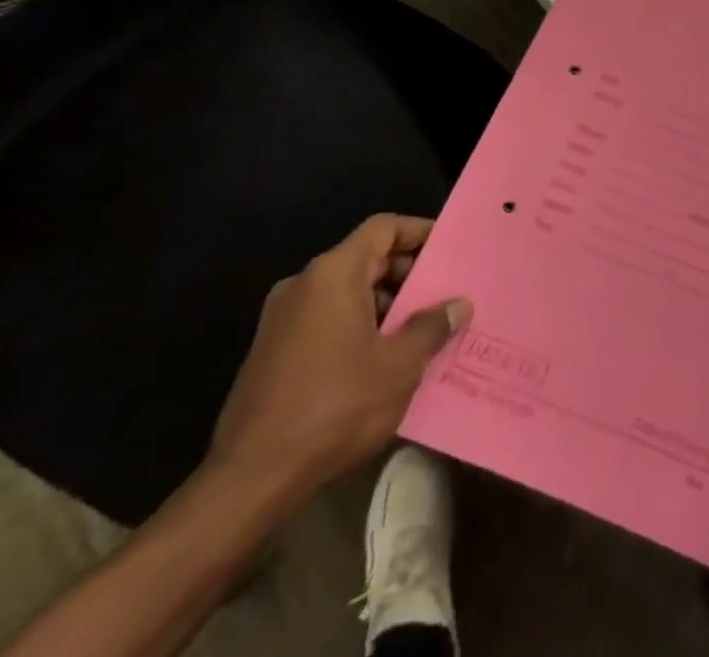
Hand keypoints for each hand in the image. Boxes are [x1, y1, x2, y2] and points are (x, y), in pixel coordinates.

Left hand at [208, 214, 470, 501]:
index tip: (448, 248)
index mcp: (333, 274)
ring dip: (384, 303)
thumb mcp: (399, 366)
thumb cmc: (335, 407)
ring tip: (421, 329)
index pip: (384, 228)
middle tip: (443, 293)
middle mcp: (303, 284)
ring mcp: (282, 319)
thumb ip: (432, 326)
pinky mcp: (271, 352)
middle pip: (365, 258)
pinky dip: (358, 325)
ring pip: (346, 291)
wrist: (249, 480)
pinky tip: (383, 358)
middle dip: (406, 273)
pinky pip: (326, 319)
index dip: (419, 231)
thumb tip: (459, 305)